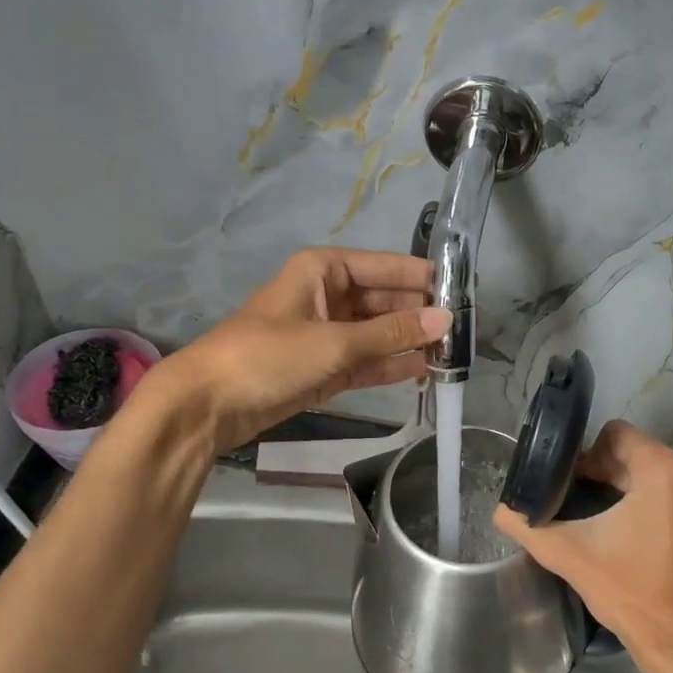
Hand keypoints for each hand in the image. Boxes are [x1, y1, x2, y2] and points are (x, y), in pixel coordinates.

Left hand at [139, 248, 449, 454]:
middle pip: (384, 300)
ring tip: (452, 354)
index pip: (386, 267)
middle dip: (419, 315)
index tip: (464, 293)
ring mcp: (325, 333)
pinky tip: (424, 371)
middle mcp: (327, 295)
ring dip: (409, 342)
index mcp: (324, 270)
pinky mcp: (323, 367)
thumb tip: (446, 320)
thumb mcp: (335, 342)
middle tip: (463, 332)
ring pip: (377, 333)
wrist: (208, 404)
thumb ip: (392, 333)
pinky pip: (366, 360)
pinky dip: (390, 365)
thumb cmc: (268, 356)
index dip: (423, 279)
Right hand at [494, 420, 672, 672]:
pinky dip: (657, 506)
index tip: (573, 485)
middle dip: (607, 471)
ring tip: (606, 519)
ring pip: (659, 475)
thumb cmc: (628, 590)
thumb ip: (527, 526)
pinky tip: (637, 536)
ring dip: (630, 488)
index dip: (588, 455)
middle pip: (637, 453)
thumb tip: (501, 510)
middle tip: (582, 504)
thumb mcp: (568, 554)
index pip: (616, 434)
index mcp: (662, 470)